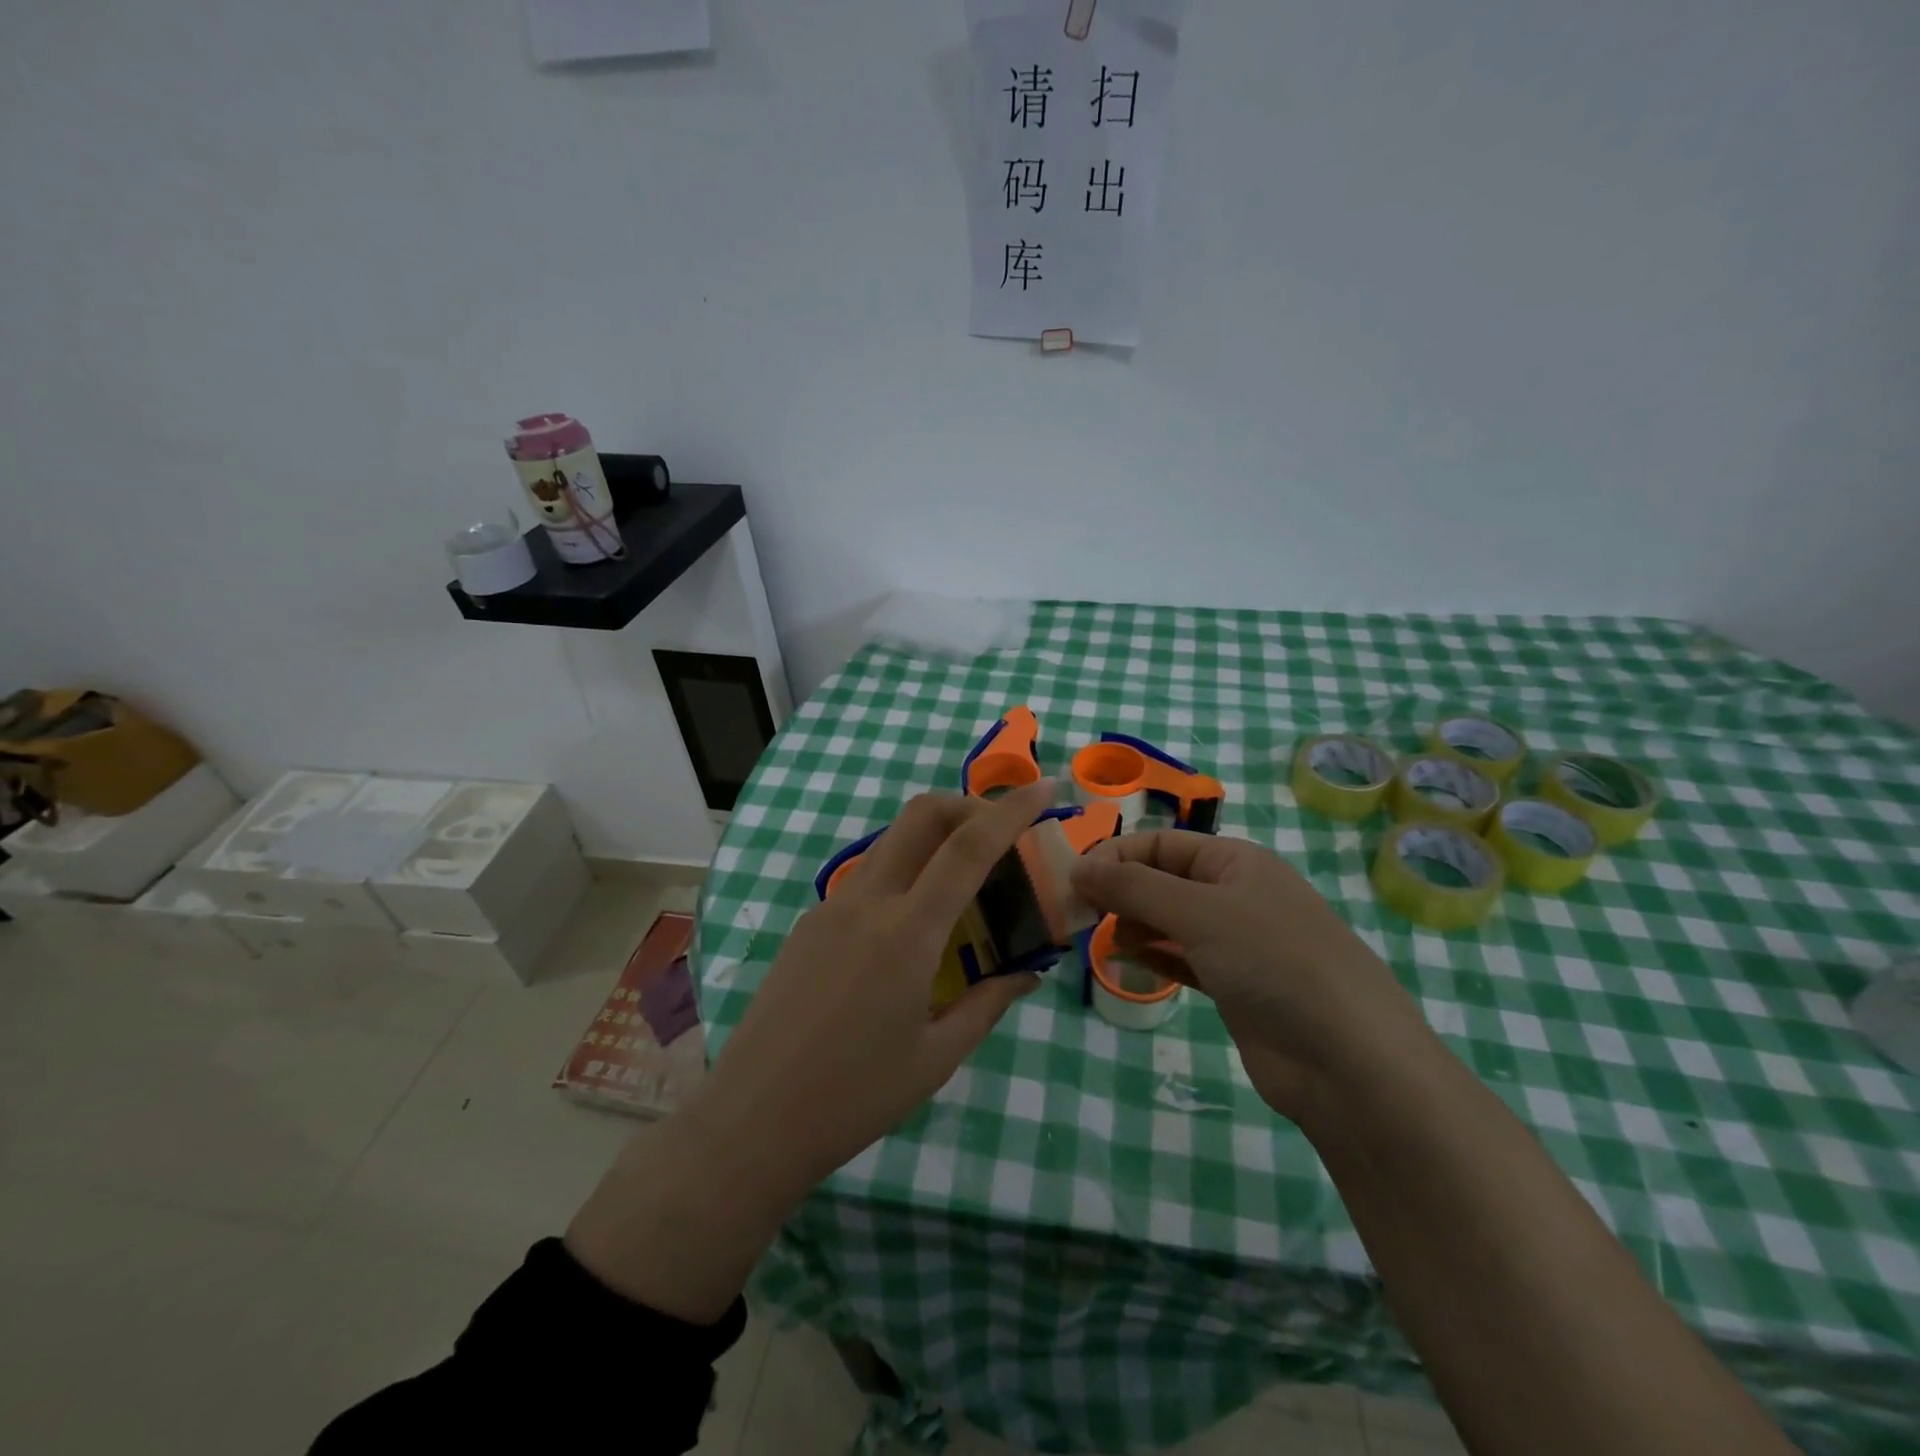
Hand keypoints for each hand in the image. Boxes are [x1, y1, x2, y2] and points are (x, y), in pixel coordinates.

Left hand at [696, 779, 1053, 1189]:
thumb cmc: (855, 1096)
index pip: (968, 847)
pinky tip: (913, 928)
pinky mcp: (810, 922)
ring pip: (893, 842)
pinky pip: (869, 878)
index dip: (1011, 810)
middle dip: (968, 805)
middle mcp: (867, 902)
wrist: (753, 1118)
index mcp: (907, 932)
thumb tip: (1028, 973)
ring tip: (965, 884)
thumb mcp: (937, 1057)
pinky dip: (905, 875)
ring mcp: (831, 907)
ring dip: (935, 840)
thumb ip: (988, 1003)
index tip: (1045, 788)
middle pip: (921, 815)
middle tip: (1002, 833)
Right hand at [1071, 831, 1427, 1118]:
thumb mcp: (1198, 912)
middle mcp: (1236, 894)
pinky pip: (1182, 959)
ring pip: (1170, 921)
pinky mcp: (1235, 987)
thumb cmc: (1272, 961)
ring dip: (1132, 924)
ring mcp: (1238, 942)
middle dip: (1120, 891)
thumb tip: (1077, 867)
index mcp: (1236, 860)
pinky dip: (1153, 955)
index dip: (1115, 856)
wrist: (1348, 1061)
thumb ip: (1132, 887)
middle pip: (1163, 880)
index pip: (1160, 843)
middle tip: (1076, 914)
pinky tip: (1123, 958)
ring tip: (1096, 938)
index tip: (1072, 882)